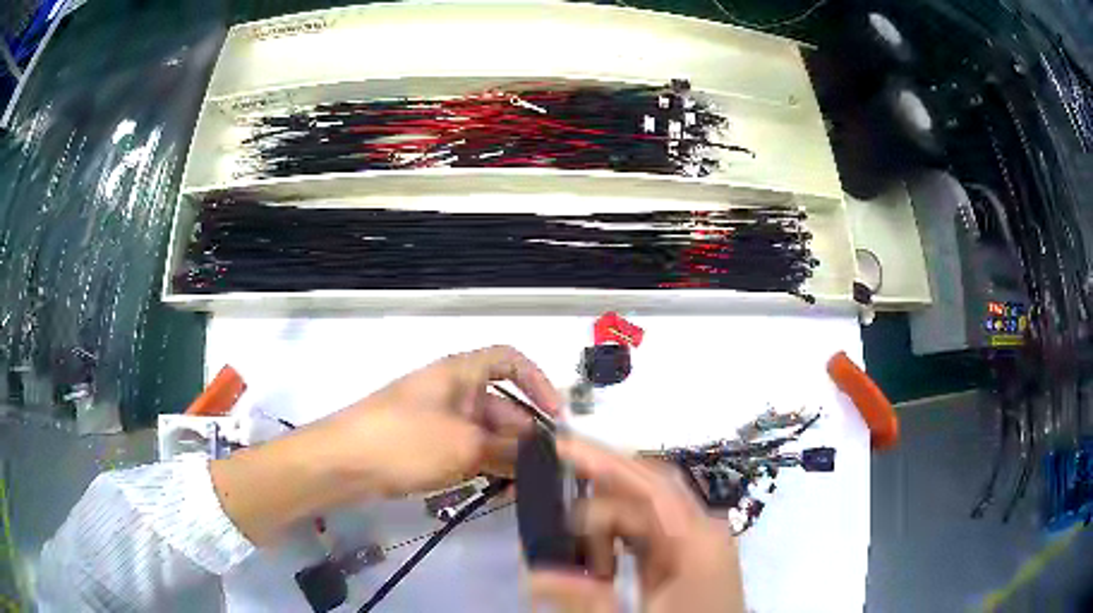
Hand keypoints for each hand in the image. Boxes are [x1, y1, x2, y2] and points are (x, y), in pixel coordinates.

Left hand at [211, 345, 559, 545]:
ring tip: (529, 484)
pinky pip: (466, 449)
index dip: (537, 381)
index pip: (509, 359)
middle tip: (549, 467)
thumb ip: (508, 451)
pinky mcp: (426, 444)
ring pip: (485, 432)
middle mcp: (452, 390)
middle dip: (525, 432)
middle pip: (501, 403)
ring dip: (507, 454)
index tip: (556, 415)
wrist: (342, 463)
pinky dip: (485, 465)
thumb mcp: (464, 446)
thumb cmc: (404, 440)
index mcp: (460, 373)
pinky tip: (500, 489)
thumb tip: (542, 456)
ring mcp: (438, 419)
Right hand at [527, 437, 744, 612]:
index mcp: (698, 539)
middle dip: (597, 490)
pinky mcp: (686, 559)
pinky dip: (615, 545)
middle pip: (645, 493)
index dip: (605, 460)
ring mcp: (695, 544)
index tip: (561, 446)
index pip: (650, 484)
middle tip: (551, 492)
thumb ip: (585, 598)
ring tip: (578, 561)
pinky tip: (598, 566)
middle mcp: (701, 530)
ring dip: (604, 528)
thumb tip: (532, 575)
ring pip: (642, 515)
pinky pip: (646, 537)